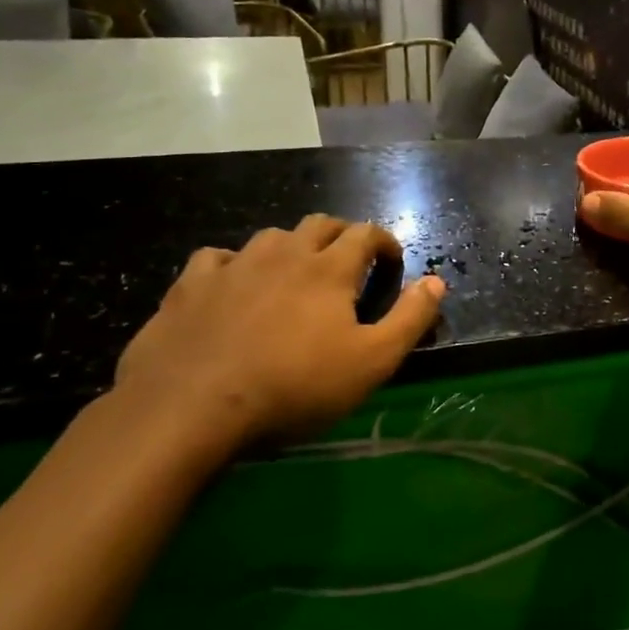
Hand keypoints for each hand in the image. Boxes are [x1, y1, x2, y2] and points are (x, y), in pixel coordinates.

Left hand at [110, 215, 444, 467]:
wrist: (192, 405)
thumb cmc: (295, 385)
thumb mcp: (372, 361)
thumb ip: (410, 319)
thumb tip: (437, 281)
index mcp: (330, 269)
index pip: (366, 234)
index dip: (384, 241)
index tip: (392, 259)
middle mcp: (284, 253)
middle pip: (320, 224)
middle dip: (341, 235)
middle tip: (348, 262)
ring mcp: (234, 265)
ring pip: (271, 237)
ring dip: (291, 248)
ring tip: (294, 274)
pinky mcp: (191, 285)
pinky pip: (218, 257)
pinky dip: (235, 265)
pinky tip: (234, 285)